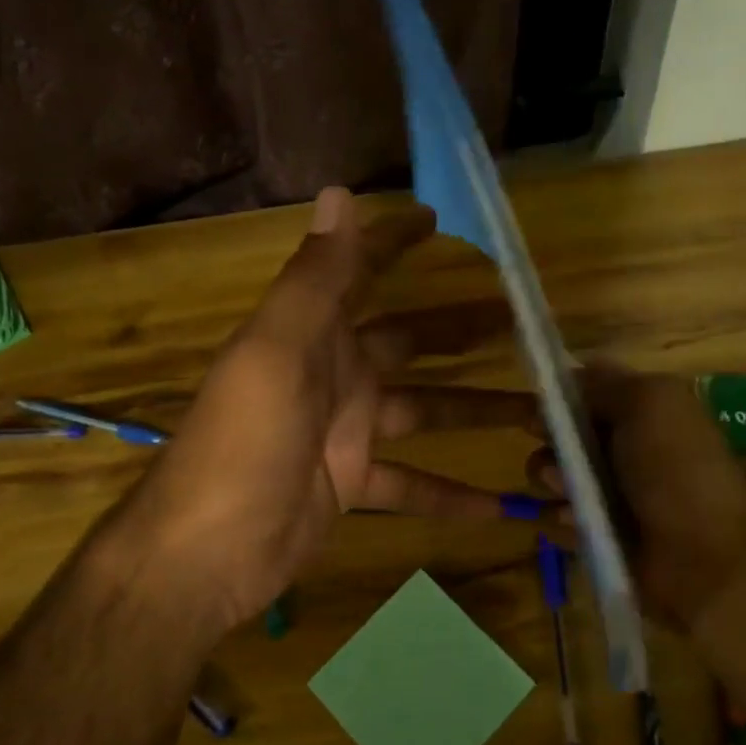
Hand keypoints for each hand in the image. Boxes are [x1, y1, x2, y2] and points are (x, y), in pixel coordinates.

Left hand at [121, 187, 538, 634]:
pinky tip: (502, 506)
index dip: (394, 241)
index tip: (440, 220)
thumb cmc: (243, 443)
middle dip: (461, 329)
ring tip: (538, 412)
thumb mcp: (276, 353)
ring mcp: (346, 432)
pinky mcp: (354, 485)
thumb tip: (339, 193)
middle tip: (523, 322)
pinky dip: (453, 494)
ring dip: (476, 411)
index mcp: (314, 334)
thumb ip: (314, 279)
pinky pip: (414, 484)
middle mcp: (334, 374)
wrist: (206, 550)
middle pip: (410, 342)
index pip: (359, 271)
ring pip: (425, 412)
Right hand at [531, 366, 745, 634]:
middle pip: (560, 437)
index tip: (541, 415)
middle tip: (560, 466)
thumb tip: (571, 372)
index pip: (583, 396)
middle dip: (551, 447)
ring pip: (552, 478)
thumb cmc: (677, 469)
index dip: (557, 401)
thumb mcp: (650, 401)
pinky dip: (562, 522)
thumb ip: (606, 383)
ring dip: (553, 486)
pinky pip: (557, 520)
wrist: (706, 557)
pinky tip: (578, 527)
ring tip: (572, 503)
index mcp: (642, 414)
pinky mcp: (599, 535)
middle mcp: (624, 450)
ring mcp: (611, 495)